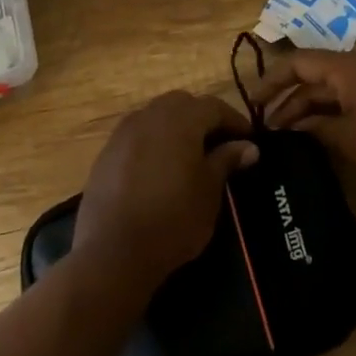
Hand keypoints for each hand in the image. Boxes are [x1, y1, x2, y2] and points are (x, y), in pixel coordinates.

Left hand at [74, 92, 259, 289]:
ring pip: (156, 116)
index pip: (214, 106)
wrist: (113, 251)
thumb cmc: (173, 219)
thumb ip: (226, 161)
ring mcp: (123, 134)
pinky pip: (137, 135)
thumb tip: (248, 146)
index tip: (249, 140)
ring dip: (176, 127)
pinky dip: (154, 142)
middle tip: (219, 143)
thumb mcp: (209, 191)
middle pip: (181, 104)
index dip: (234, 120)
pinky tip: (160, 168)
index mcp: (180, 120)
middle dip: (203, 118)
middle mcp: (149, 117)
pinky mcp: (106, 154)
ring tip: (190, 155)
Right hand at [255, 51, 355, 192]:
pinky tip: (328, 131)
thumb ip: (316, 127)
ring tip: (293, 134)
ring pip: (338, 87)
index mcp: (349, 67)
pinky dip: (337, 109)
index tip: (253, 102)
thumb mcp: (349, 139)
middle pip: (317, 75)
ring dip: (314, 106)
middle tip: (270, 127)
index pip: (298, 62)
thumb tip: (293, 125)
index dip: (272, 80)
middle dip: (291, 100)